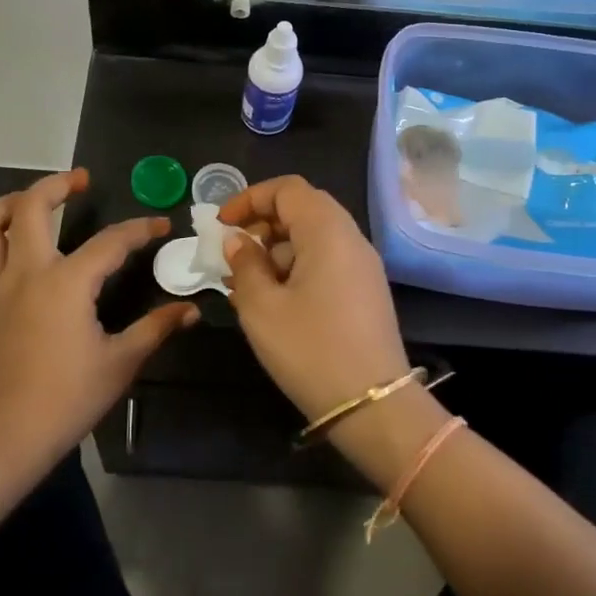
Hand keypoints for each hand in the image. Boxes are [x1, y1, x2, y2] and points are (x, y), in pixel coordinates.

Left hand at [0, 170, 197, 472]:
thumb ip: (155, 329)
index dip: (139, 229)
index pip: (110, 242)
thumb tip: (190, 310)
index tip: (160, 224)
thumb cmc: (64, 401)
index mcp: (66, 282)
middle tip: (79, 181)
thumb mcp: (119, 364)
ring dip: (6, 206)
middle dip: (58, 185)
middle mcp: (23, 272)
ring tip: (27, 203)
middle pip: (32, 207)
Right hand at [218, 176, 410, 424]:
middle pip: (303, 209)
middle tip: (233, 253)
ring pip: (313, 238)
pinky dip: (295, 268)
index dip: (250, 198)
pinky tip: (272, 301)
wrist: (374, 405)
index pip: (287, 189)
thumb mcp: (261, 307)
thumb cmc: (310, 349)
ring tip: (244, 284)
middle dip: (262, 223)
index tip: (221, 225)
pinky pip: (326, 262)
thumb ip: (244, 265)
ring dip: (275, 250)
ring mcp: (362, 266)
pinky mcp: (365, 291)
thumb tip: (237, 241)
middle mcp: (350, 238)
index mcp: (327, 230)